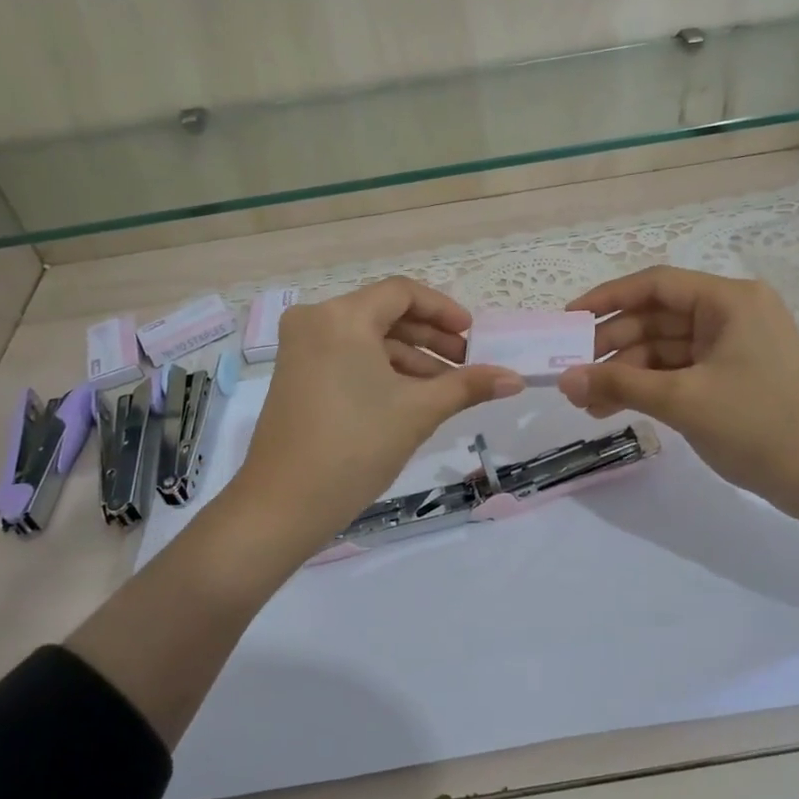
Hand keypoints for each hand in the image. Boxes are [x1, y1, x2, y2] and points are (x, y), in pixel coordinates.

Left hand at [225, 278, 525, 560]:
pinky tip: (411, 398)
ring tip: (446, 389)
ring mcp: (301, 349)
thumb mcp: (418, 411)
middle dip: (430, 338)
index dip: (443, 310)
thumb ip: (468, 385)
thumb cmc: (356, 446)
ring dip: (409, 358)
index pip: (403, 294)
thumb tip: (515, 378)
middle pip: (385, 314)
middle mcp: (316, 320)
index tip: (472, 336)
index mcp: (342, 316)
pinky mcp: (296, 375)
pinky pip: (348, 357)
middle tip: (467, 364)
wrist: (283, 505)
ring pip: (367, 339)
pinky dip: (381, 371)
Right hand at [556, 266, 798, 523]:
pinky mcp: (733, 375)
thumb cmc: (759, 426)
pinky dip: (649, 387)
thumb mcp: (683, 401)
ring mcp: (734, 346)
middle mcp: (731, 313)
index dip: (607, 298)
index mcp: (729, 300)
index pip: (656, 284)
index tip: (568, 320)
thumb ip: (619, 384)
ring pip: (664, 348)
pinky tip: (615, 407)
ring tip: (587, 403)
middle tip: (573, 376)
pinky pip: (680, 370)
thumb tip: (564, 378)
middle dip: (613, 347)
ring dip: (626, 372)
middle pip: (657, 318)